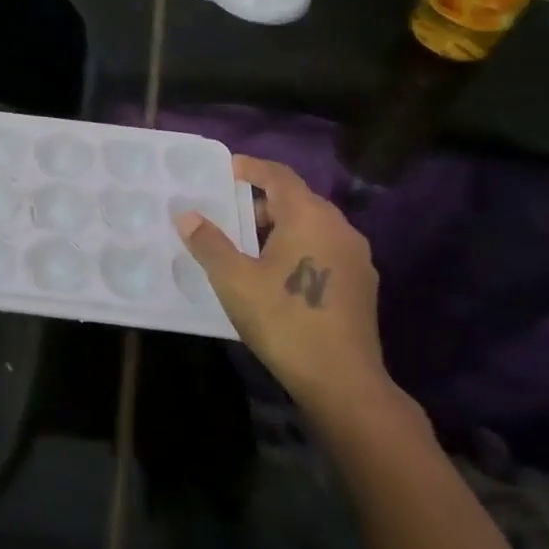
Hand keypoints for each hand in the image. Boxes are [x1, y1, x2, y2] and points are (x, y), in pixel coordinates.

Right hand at [175, 155, 402, 425]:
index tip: (226, 169)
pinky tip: (278, 275)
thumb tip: (187, 215)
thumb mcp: (234, 280)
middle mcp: (339, 227)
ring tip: (248, 246)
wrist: (342, 381)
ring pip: (313, 226)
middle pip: (298, 200)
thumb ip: (209, 243)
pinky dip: (299, 248)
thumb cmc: (284, 320)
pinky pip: (324, 249)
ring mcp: (355, 257)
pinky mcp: (361, 284)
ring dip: (280, 227)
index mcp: (309, 217)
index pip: (279, 176)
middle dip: (262, 201)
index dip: (251, 168)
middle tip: (229, 213)